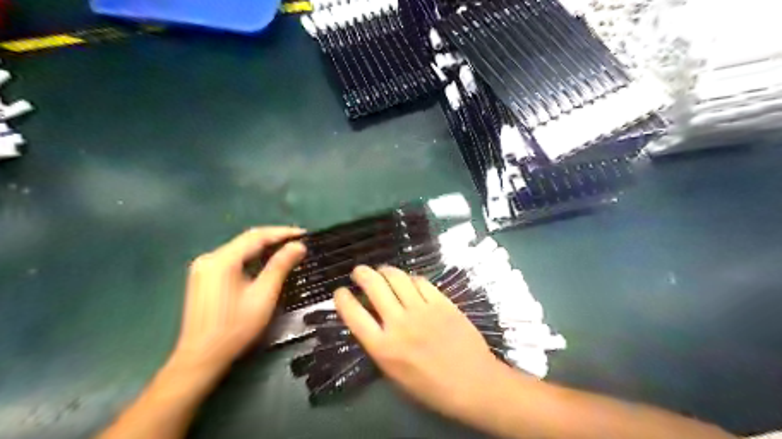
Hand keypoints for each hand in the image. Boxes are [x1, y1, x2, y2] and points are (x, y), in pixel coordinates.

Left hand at [170, 226, 306, 380]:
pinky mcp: (204, 277)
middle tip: (299, 242)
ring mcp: (204, 267)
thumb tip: (298, 246)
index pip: (257, 236)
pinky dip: (252, 258)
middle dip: (274, 238)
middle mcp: (210, 257)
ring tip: (288, 249)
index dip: (283, 233)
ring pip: (240, 249)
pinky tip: (267, 262)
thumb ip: (280, 266)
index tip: (305, 234)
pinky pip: (233, 259)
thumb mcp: (263, 295)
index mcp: (222, 260)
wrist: (201, 358)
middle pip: (247, 240)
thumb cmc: (235, 328)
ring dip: (264, 248)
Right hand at [335, 263, 507, 417]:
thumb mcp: (394, 373)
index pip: (353, 314)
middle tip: (359, 272)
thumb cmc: (431, 387)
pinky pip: (420, 281)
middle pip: (374, 286)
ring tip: (381, 271)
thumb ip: (380, 345)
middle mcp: (399, 323)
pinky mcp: (441, 302)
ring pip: (397, 277)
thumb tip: (371, 320)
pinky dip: (410, 278)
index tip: (340, 292)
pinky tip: (408, 281)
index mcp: (383, 347)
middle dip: (361, 274)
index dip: (342, 298)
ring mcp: (422, 309)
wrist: (473, 383)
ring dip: (384, 270)